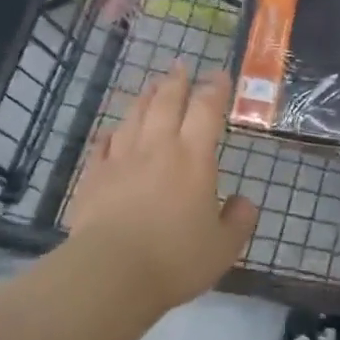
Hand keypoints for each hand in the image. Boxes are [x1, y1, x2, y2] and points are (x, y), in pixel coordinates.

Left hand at [64, 65, 257, 316]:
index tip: (219, 75)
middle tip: (180, 66)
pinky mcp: (94, 177)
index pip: (206, 110)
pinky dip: (110, 134)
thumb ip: (239, 221)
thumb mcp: (223, 247)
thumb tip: (245, 202)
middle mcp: (157, 147)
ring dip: (144, 97)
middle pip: (166, 102)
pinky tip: (111, 131)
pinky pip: (102, 145)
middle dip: (176, 82)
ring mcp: (121, 159)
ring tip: (150, 85)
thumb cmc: (175, 258)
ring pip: (134, 116)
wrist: (111, 273)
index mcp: (193, 157)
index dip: (214, 89)